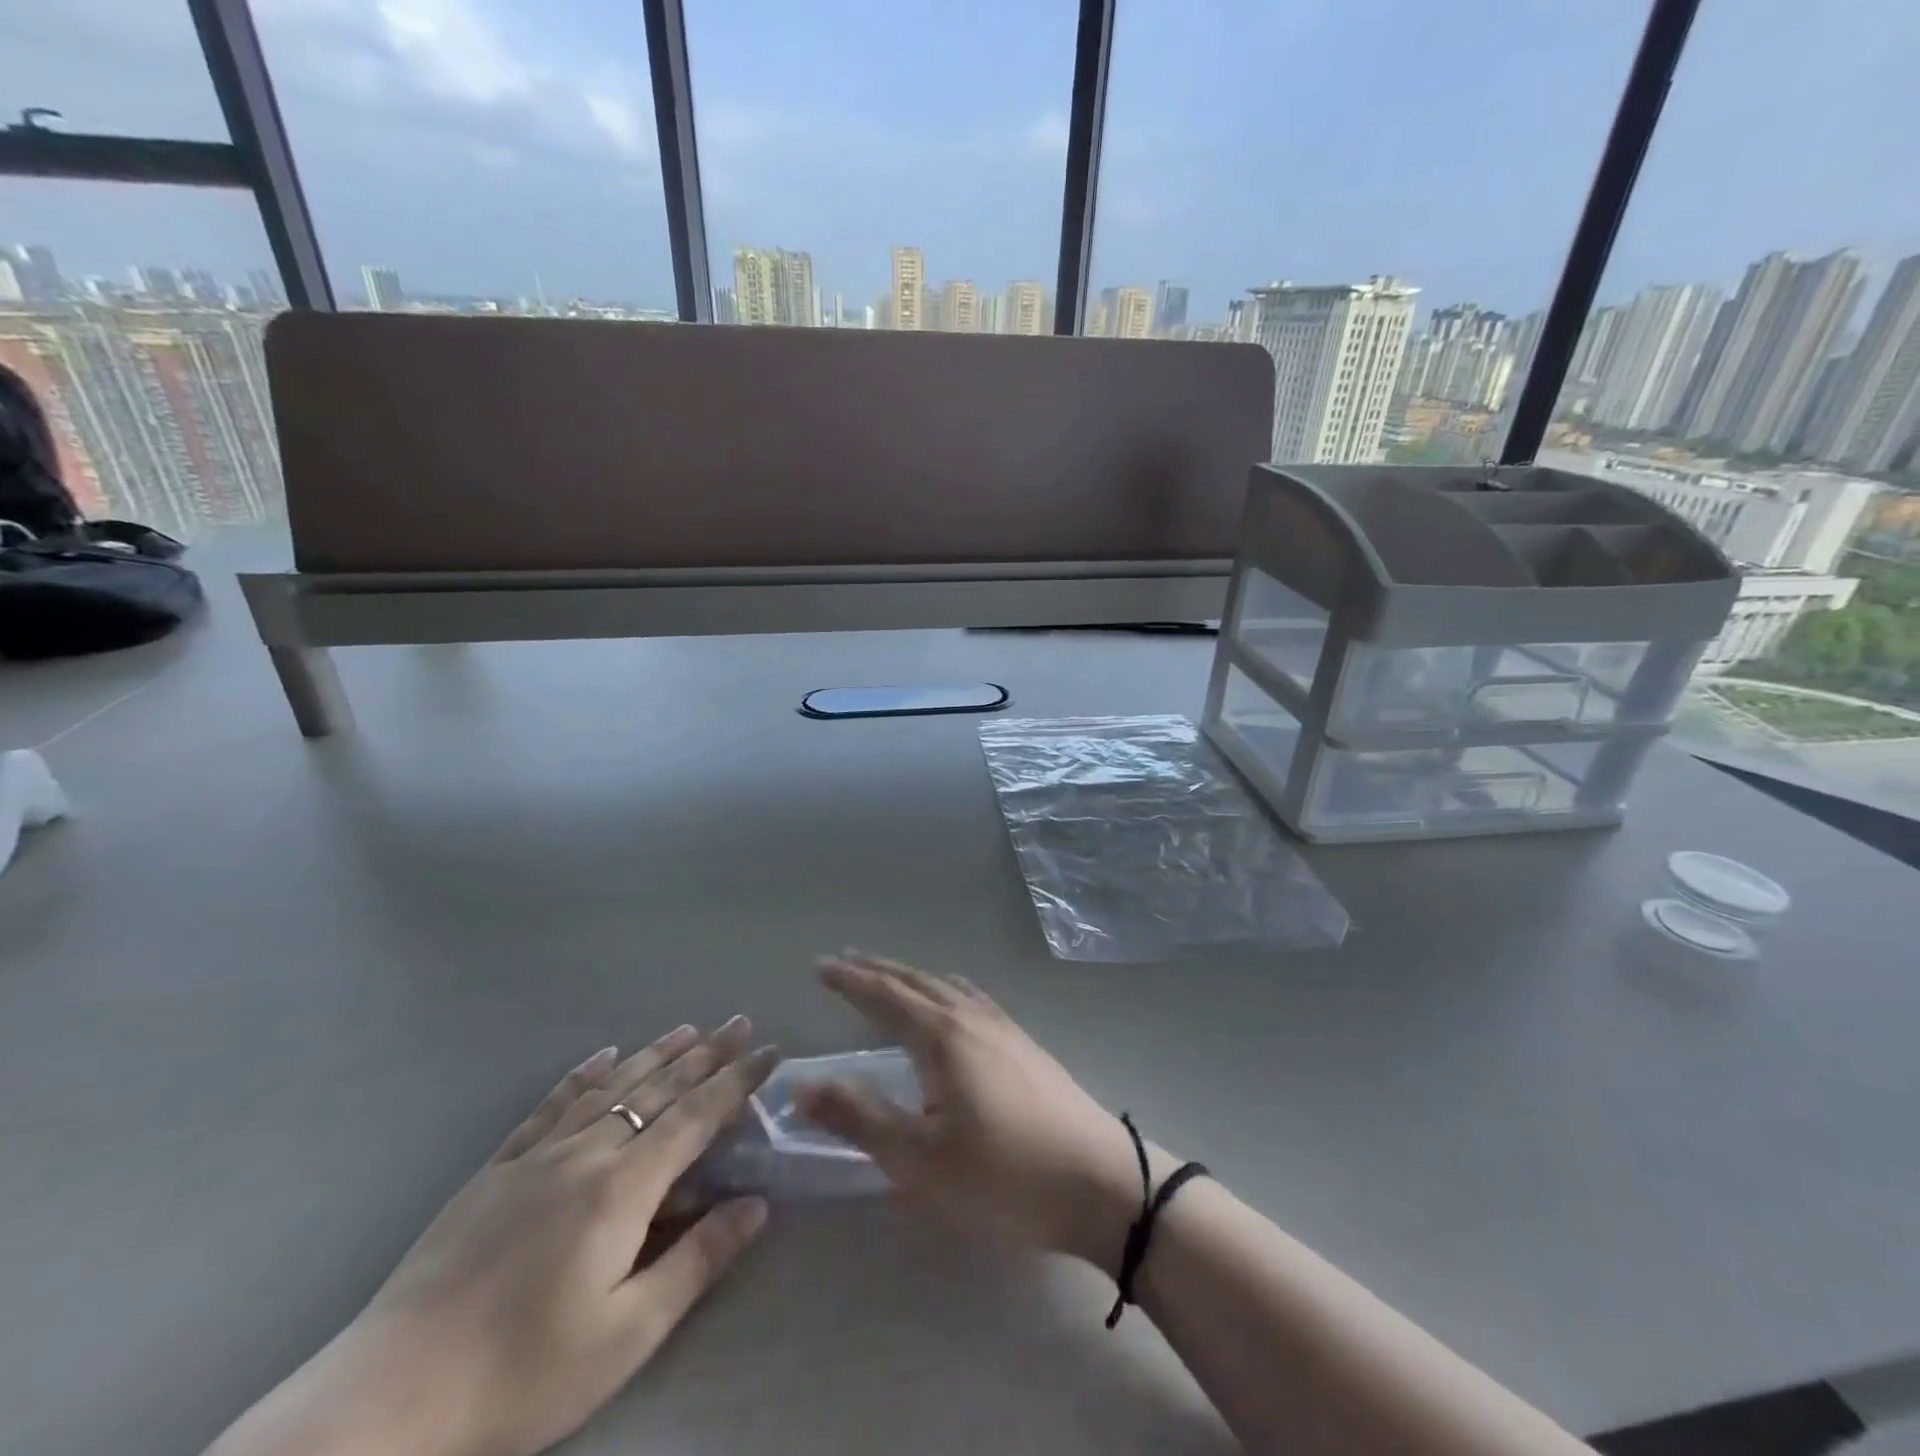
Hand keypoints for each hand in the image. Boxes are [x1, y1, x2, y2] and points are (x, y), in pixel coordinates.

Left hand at [207, 1020, 778, 1455]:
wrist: (387, 1399)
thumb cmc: (522, 1374)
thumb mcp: (627, 1333)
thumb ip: (697, 1259)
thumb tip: (757, 1203)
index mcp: (623, 1187)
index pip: (696, 1116)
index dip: (737, 1081)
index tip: (770, 1051)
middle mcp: (586, 1152)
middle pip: (658, 1089)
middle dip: (706, 1054)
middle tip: (739, 1022)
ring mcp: (537, 1156)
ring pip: (610, 1087)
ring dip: (655, 1054)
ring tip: (688, 1028)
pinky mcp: (496, 1170)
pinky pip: (550, 1106)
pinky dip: (583, 1075)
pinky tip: (601, 1056)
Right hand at [798, 955, 1175, 1274]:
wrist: (1101, 1183)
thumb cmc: (1003, 1176)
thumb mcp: (919, 1159)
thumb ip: (859, 1117)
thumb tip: (800, 1085)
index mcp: (941, 1036)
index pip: (885, 996)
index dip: (850, 980)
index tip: (820, 966)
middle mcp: (971, 1018)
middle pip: (916, 982)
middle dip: (878, 970)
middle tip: (846, 960)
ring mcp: (1004, 1028)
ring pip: (948, 986)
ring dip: (913, 977)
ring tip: (892, 977)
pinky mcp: (1026, 1045)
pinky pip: (975, 998)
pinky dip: (949, 988)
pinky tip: (955, 1001)